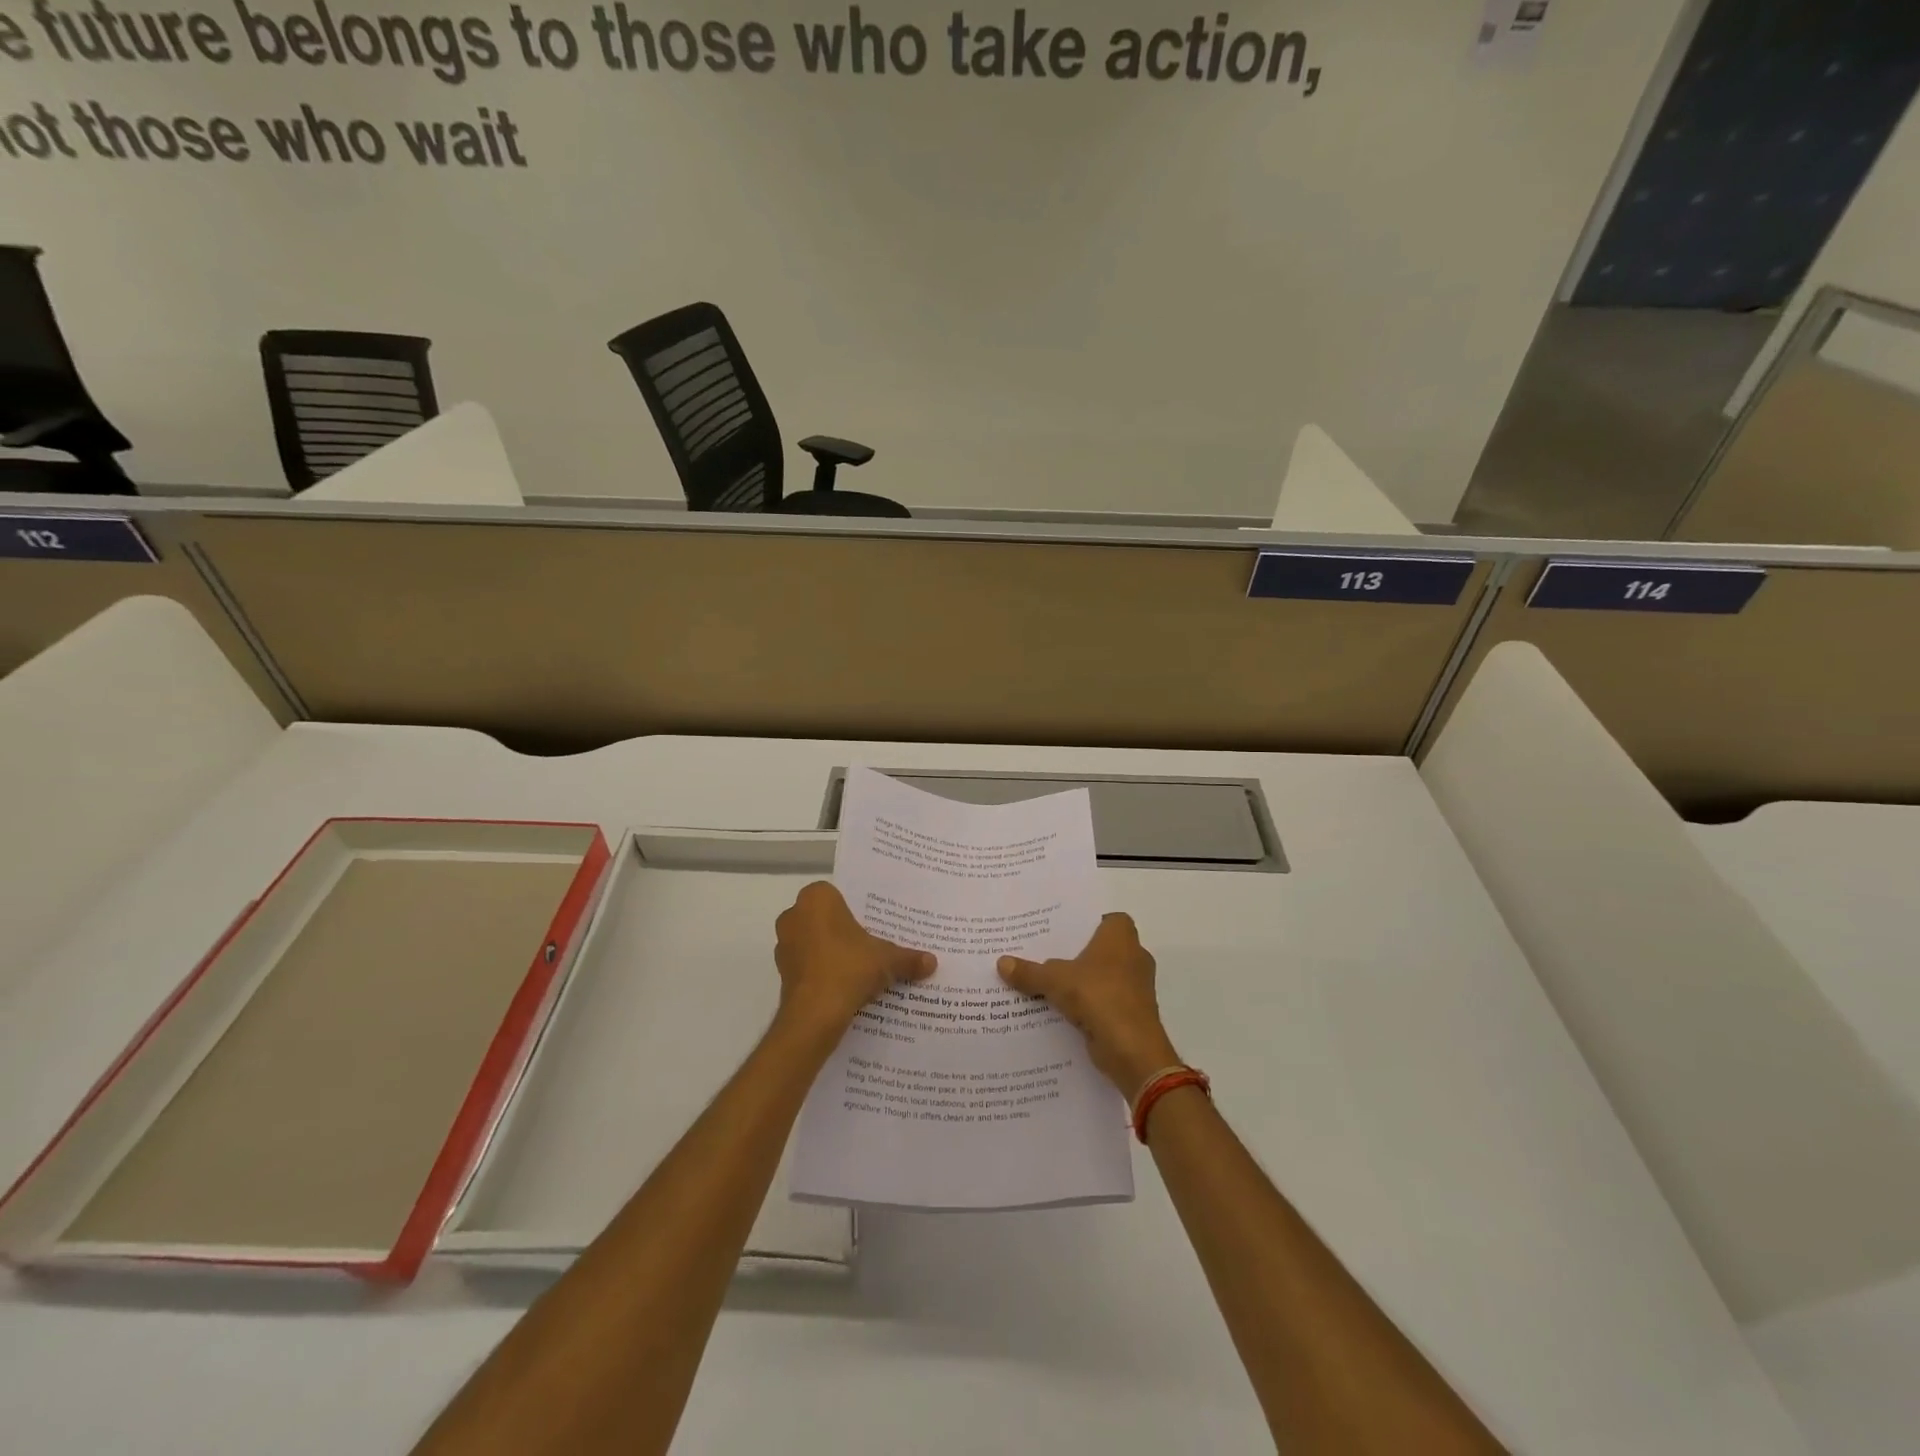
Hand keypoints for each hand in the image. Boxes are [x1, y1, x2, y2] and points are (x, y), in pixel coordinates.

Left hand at [774, 882, 935, 1035]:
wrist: (815, 1015)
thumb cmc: (849, 968)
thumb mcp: (887, 960)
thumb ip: (908, 958)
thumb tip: (932, 962)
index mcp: (816, 899)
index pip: (837, 895)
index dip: (855, 910)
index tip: (872, 924)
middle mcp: (794, 915)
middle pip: (824, 918)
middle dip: (843, 931)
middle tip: (869, 944)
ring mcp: (783, 945)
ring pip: (813, 942)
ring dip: (831, 952)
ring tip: (858, 968)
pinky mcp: (781, 972)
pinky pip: (807, 965)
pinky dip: (821, 972)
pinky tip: (843, 986)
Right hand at [998, 913, 1180, 1098]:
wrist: (1132, 1049)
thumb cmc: (1099, 996)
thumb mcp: (1055, 980)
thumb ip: (1030, 972)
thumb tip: (1001, 962)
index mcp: (1121, 937)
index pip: (1108, 918)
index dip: (1088, 922)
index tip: (1062, 930)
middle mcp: (1133, 956)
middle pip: (1102, 948)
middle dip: (1078, 953)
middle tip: (1045, 953)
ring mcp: (1135, 987)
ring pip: (1103, 976)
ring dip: (1082, 981)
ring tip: (1047, 981)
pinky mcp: (1131, 1013)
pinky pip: (1104, 1001)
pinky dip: (1087, 1004)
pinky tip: (1060, 1009)